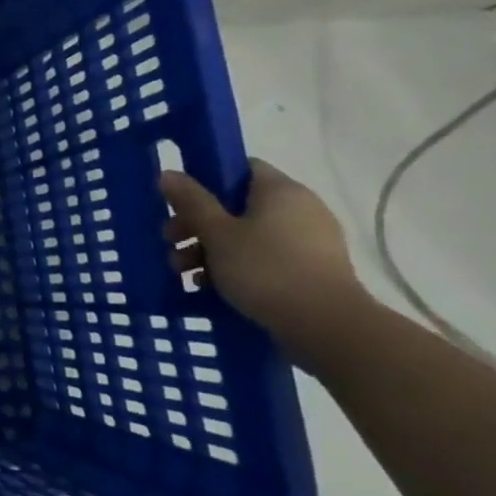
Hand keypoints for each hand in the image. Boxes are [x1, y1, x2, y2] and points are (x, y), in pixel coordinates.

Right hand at [159, 159, 371, 360]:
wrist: (326, 327)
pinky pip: (264, 258)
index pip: (240, 168)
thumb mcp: (216, 233)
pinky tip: (211, 287)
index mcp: (281, 191)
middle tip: (170, 242)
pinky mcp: (311, 270)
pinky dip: (236, 267)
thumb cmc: (266, 270)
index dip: (206, 180)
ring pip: (247, 235)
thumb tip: (168, 173)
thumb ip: (191, 201)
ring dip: (210, 249)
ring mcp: (310, 241)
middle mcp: (300, 209)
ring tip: (184, 273)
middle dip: (197, 224)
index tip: (179, 202)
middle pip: (237, 205)